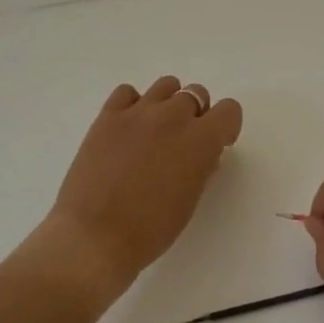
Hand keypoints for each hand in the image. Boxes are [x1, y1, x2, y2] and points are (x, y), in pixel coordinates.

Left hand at [48, 76, 243, 293]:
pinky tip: (128, 129)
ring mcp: (137, 112)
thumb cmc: (150, 229)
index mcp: (200, 140)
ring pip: (166, 85)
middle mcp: (173, 116)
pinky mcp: (107, 116)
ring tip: (155, 131)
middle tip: (183, 142)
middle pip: (196, 94)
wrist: (94, 237)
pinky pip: (128, 92)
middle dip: (197, 114)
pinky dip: (133, 105)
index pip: (229, 110)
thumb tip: (204, 153)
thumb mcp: (190, 200)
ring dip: (168, 103)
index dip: (226, 126)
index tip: (217, 144)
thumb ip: (202, 167)